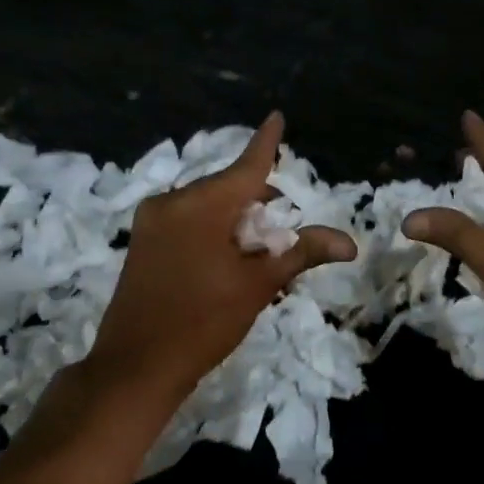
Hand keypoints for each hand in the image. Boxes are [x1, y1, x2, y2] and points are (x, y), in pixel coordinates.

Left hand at [88, 112, 356, 404]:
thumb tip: (349, 243)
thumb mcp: (258, 285)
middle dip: (260, 206)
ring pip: (209, 206)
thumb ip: (301, 252)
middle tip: (283, 240)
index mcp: (202, 204)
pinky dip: (213, 230)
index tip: (277, 116)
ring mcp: (152, 220)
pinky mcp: (142, 240)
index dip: (267, 141)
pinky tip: (227, 261)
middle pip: (230, 189)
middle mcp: (173, 201)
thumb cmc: (203, 323)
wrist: (134, 368)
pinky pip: (188, 221)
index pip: (247, 165)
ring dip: (237, 221)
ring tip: (256, 259)